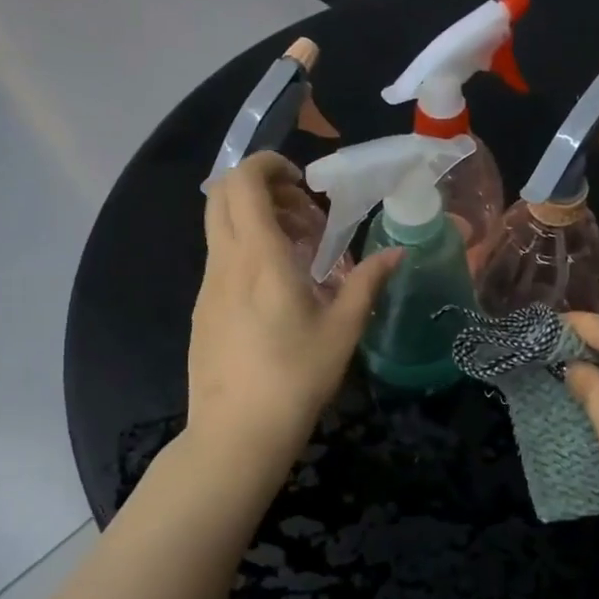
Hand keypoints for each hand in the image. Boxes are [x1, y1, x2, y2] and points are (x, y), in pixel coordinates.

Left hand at [187, 153, 399, 468]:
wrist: (237, 433)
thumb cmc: (296, 378)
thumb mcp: (342, 330)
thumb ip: (367, 283)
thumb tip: (397, 254)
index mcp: (259, 257)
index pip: (244, 182)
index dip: (268, 165)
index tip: (303, 181)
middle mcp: (224, 262)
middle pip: (223, 196)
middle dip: (262, 188)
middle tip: (303, 214)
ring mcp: (207, 287)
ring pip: (220, 228)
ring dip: (255, 222)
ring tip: (297, 253)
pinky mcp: (201, 310)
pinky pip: (220, 259)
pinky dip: (245, 251)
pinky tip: (275, 290)